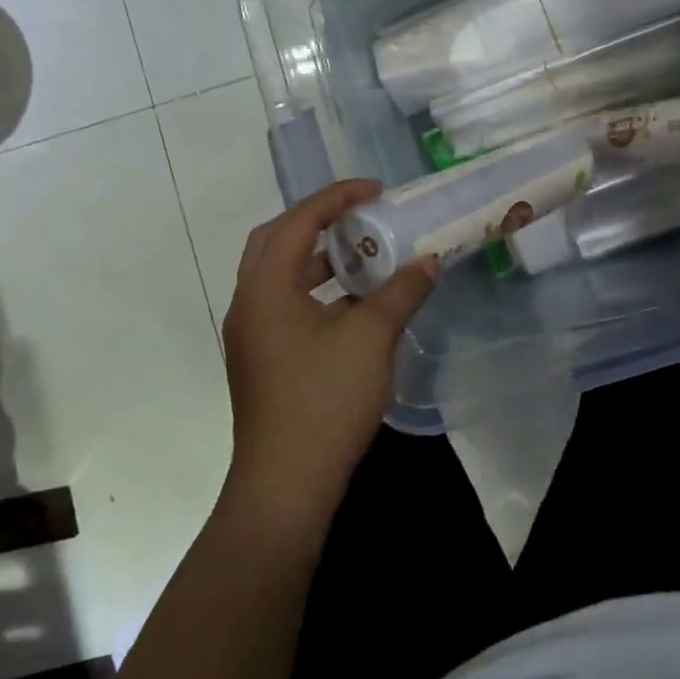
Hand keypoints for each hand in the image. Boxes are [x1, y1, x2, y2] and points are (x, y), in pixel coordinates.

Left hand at [220, 181, 439, 531]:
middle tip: (361, 215)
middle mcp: (249, 303)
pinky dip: (319, 291)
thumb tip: (430, 261)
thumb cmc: (324, 401)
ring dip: (320, 258)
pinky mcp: (263, 360)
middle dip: (320, 221)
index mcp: (265, 287)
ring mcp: (252, 335)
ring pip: (282, 275)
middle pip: (278, 240)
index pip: (299, 222)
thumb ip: (401, 291)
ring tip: (364, 254)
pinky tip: (356, 305)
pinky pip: (288, 304)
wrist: (285, 487)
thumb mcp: (371, 338)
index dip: (338, 198)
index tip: (376, 191)